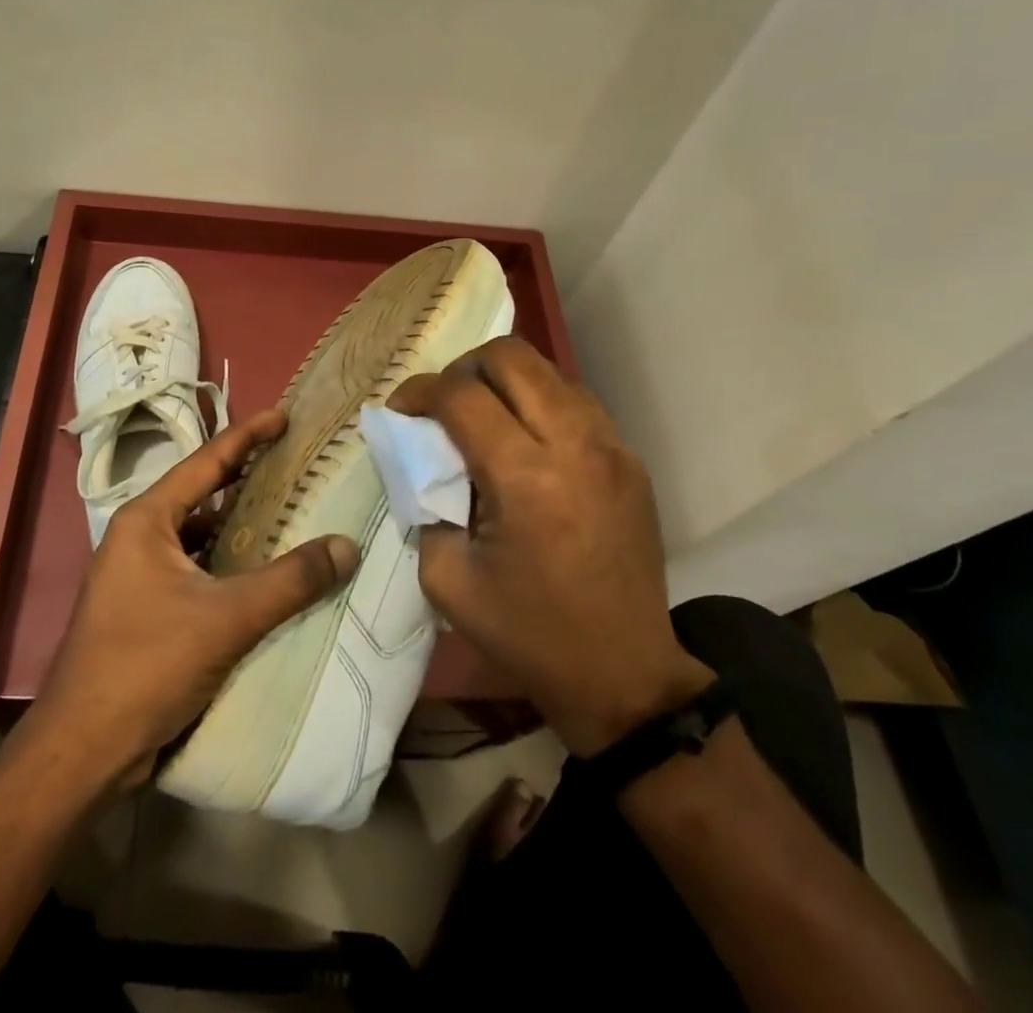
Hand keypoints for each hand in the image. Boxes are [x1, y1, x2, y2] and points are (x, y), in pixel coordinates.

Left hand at [31, 408, 360, 787]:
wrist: (82, 752)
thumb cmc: (145, 665)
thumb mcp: (226, 618)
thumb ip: (290, 581)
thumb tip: (346, 547)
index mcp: (147, 520)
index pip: (206, 461)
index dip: (248, 436)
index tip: (284, 416)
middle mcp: (139, 538)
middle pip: (203, 495)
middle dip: (248, 479)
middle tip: (296, 465)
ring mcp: (139, 576)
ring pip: (201, 537)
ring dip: (240, 528)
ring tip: (290, 517)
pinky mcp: (146, 610)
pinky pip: (197, 571)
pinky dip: (229, 566)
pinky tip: (263, 577)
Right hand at [388, 339, 712, 755]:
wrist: (623, 674)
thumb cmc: (527, 633)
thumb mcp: (446, 578)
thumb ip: (424, 502)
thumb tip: (420, 457)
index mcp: (525, 478)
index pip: (462, 395)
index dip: (420, 391)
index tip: (402, 411)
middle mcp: (574, 445)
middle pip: (511, 357)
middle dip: (463, 368)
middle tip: (443, 405)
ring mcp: (612, 447)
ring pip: (548, 370)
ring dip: (505, 380)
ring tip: (483, 417)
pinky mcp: (631, 459)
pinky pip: (577, 400)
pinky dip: (540, 401)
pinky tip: (525, 438)